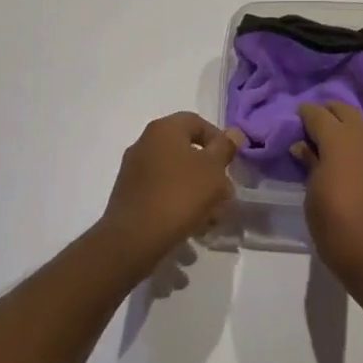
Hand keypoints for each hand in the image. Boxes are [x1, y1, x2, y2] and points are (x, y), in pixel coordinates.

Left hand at [98, 113, 244, 272]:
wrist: (133, 240)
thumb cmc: (179, 195)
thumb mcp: (212, 169)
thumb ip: (225, 148)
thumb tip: (234, 133)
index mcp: (164, 129)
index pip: (198, 122)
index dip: (219, 141)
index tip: (231, 164)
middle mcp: (145, 143)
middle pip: (187, 151)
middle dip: (209, 172)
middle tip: (224, 195)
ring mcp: (134, 170)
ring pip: (175, 174)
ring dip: (196, 191)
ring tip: (211, 218)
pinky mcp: (128, 196)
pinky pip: (161, 192)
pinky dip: (178, 203)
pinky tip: (191, 226)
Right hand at [291, 101, 362, 297]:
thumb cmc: (339, 230)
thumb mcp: (314, 199)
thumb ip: (310, 166)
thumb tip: (304, 146)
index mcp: (339, 139)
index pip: (318, 114)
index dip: (306, 114)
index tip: (298, 117)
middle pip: (346, 111)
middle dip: (330, 112)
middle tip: (318, 125)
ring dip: (355, 126)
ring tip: (344, 142)